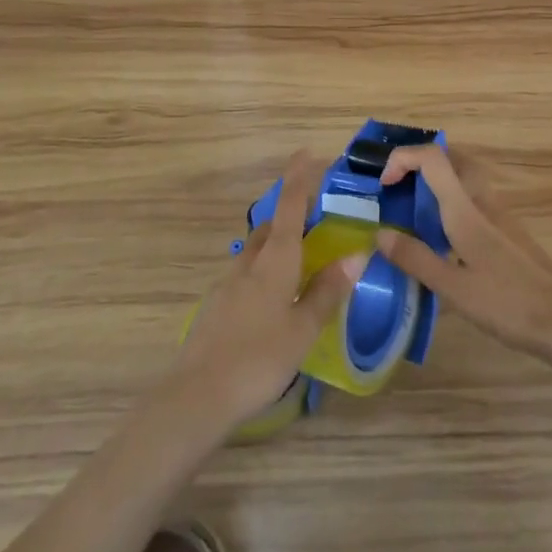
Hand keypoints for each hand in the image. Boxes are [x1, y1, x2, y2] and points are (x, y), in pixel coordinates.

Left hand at [166, 151, 365, 430]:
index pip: (289, 207)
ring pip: (256, 251)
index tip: (307, 154)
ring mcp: (228, 285)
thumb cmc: (258, 358)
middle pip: (271, 226)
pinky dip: (265, 271)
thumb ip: (327, 291)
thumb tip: (355, 255)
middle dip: (290, 214)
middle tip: (315, 218)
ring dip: (277, 244)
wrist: (196, 396)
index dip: (299, 179)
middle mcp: (250, 263)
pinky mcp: (217, 307)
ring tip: (300, 259)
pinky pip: (246, 275)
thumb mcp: (303, 328)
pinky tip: (274, 299)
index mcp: (275, 261)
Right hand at [375, 145, 551, 363]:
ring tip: (413, 212)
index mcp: (466, 209)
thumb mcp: (454, 289)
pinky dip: (451, 202)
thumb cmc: (507, 303)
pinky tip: (442, 238)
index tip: (384, 184)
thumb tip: (380, 234)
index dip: (404, 158)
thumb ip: (416, 259)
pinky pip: (473, 198)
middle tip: (398, 188)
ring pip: (464, 177)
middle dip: (420, 162)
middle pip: (452, 157)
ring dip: (436, 181)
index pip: (433, 158)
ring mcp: (499, 214)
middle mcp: (482, 201)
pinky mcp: (507, 230)